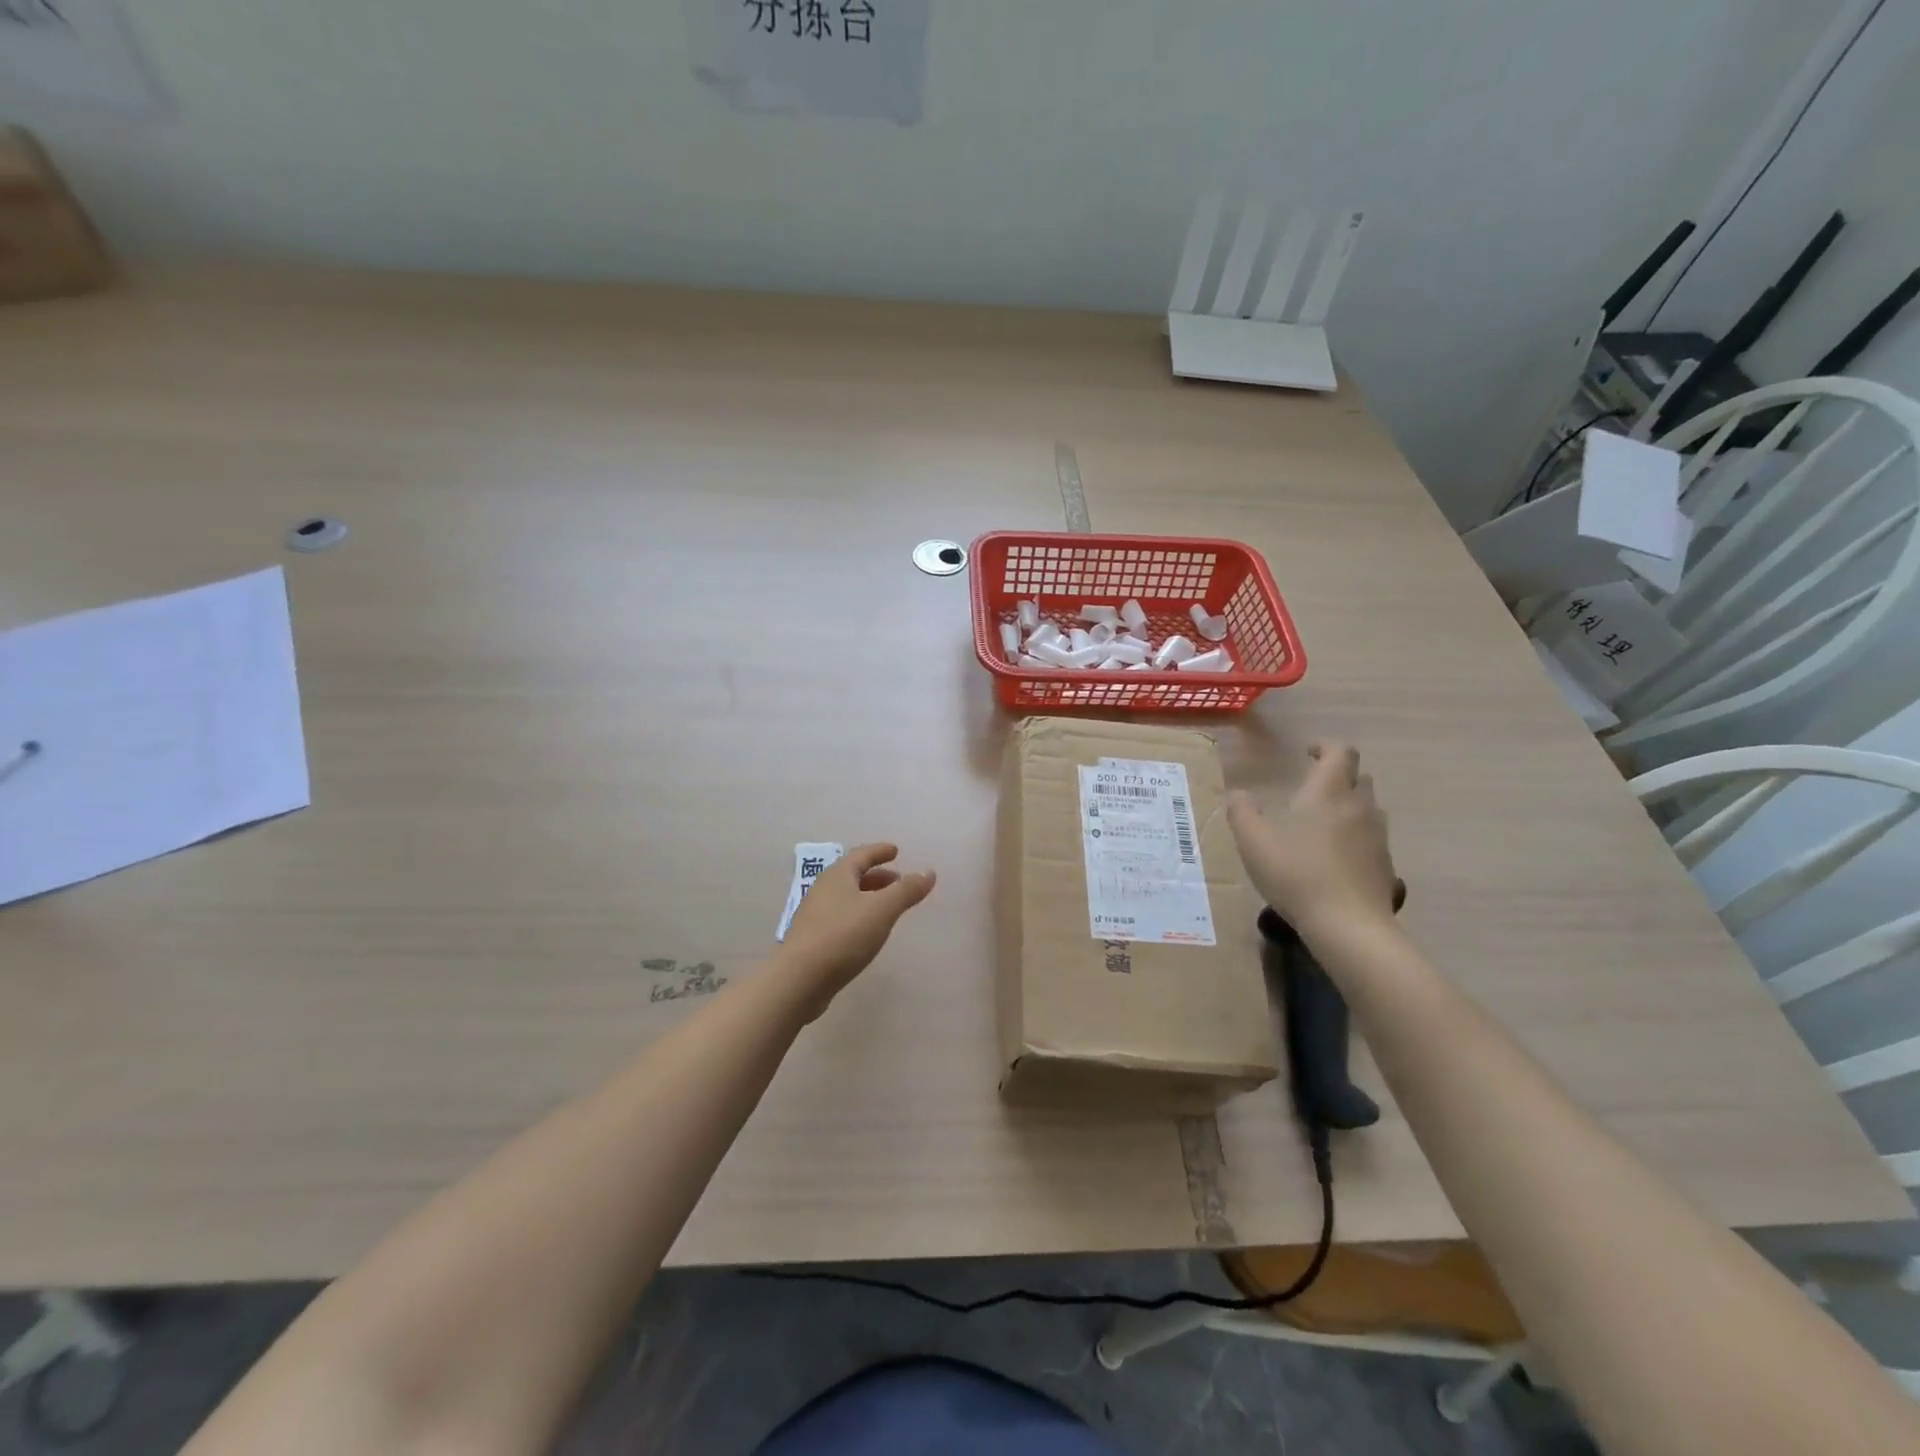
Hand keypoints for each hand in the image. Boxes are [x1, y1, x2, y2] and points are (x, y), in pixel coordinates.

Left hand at [777, 843, 935, 1018]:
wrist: (799, 980)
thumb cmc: (843, 936)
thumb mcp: (882, 910)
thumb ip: (906, 890)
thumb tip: (929, 872)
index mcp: (838, 875)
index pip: (862, 855)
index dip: (880, 851)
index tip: (895, 850)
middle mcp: (824, 889)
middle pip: (853, 875)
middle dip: (878, 876)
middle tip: (899, 881)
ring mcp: (815, 914)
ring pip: (847, 897)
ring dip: (868, 897)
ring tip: (888, 907)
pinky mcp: (813, 939)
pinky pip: (841, 917)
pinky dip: (859, 915)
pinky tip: (868, 932)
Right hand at [1228, 741, 1398, 936]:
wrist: (1349, 926)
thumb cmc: (1297, 875)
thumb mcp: (1254, 843)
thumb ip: (1242, 812)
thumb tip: (1237, 794)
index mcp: (1328, 793)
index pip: (1339, 752)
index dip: (1325, 747)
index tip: (1307, 752)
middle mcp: (1358, 807)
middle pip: (1358, 777)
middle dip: (1338, 774)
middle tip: (1312, 786)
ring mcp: (1376, 836)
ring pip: (1367, 807)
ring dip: (1348, 804)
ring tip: (1322, 821)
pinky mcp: (1385, 864)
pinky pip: (1371, 837)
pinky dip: (1355, 835)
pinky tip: (1334, 857)